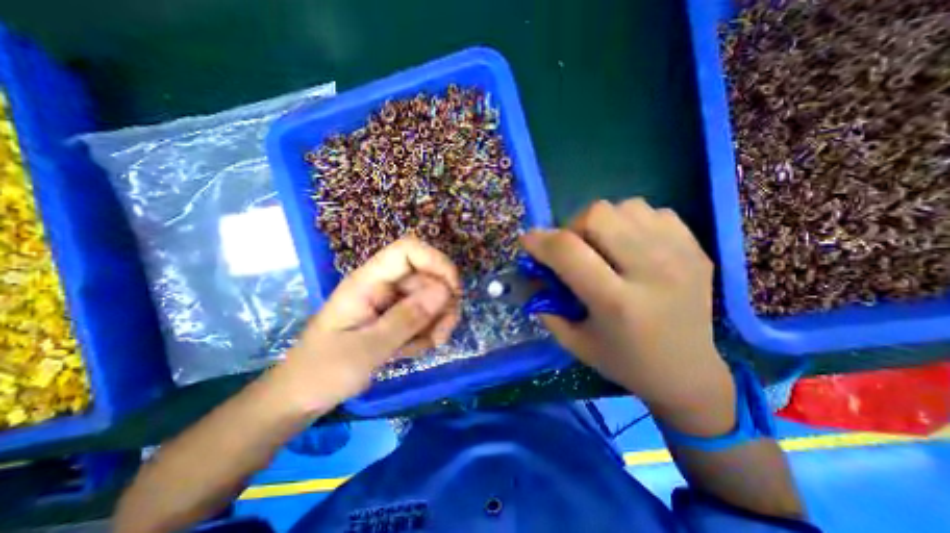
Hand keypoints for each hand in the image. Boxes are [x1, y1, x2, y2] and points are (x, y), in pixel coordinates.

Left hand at [272, 237, 462, 411]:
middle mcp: (382, 285)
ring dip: (436, 322)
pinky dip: (427, 332)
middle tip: (441, 335)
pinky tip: (414, 350)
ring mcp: (390, 301)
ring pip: (430, 298)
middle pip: (426, 277)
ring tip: (428, 346)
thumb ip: (406, 319)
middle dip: (442, 304)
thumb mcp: (367, 349)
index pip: (408, 250)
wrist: (303, 395)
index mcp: (368, 281)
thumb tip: (444, 291)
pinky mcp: (394, 316)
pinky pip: (423, 316)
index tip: (453, 291)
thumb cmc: (324, 371)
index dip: (436, 262)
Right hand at [519, 198, 732, 433]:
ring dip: (603, 223)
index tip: (528, 241)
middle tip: (574, 249)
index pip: (568, 251)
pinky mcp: (696, 248)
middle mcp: (652, 272)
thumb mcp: (573, 340)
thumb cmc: (623, 361)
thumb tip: (533, 270)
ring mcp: (680, 255)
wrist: (688, 372)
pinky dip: (632, 222)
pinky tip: (632, 247)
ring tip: (604, 247)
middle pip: (598, 215)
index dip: (540, 240)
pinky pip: (652, 212)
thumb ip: (547, 303)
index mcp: (617, 302)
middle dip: (573, 227)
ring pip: (626, 206)